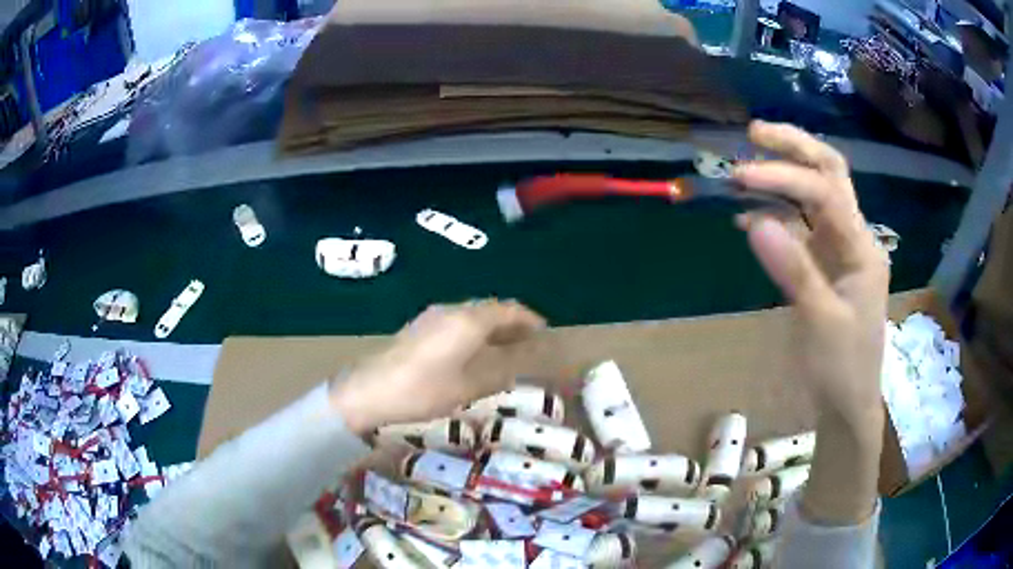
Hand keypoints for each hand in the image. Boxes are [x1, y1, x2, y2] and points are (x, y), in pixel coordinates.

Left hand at [329, 300, 545, 434]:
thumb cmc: (424, 390)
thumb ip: (501, 370)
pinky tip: (474, 352)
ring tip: (506, 348)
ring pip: (471, 315)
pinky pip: (456, 322)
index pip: (508, 309)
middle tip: (528, 341)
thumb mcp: (470, 386)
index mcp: (468, 320)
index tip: (544, 331)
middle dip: (511, 322)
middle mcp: (451, 310)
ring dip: (492, 327)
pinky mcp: (418, 328)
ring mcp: (431, 317)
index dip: (528, 319)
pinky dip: (474, 332)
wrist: (370, 391)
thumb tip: (522, 361)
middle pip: (489, 309)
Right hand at [734, 121, 888, 523]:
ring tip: (745, 167)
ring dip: (782, 175)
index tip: (742, 177)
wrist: (847, 403)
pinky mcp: (822, 264)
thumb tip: (753, 220)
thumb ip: (793, 269)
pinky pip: (799, 228)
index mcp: (862, 248)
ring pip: (813, 196)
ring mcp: (837, 250)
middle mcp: (853, 238)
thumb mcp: (821, 323)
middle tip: (754, 132)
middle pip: (829, 175)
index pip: (826, 192)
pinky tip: (748, 216)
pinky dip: (774, 215)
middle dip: (795, 148)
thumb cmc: (842, 368)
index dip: (785, 176)